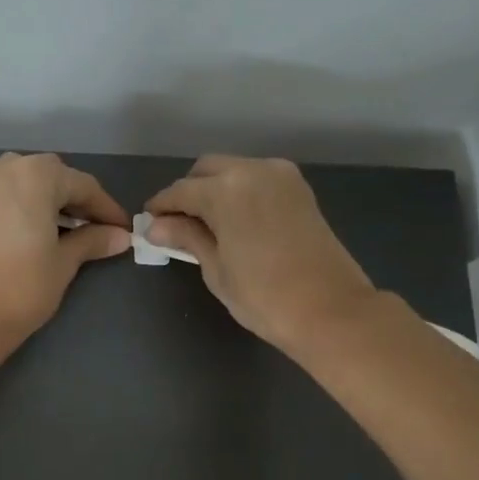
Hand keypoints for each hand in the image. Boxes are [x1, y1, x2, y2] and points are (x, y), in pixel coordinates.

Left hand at [0, 153, 130, 342]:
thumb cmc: (24, 286)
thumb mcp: (64, 262)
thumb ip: (92, 241)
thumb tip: (120, 236)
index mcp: (37, 174)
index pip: (83, 186)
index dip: (106, 209)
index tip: (123, 229)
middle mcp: (8, 167)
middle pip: (53, 177)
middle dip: (76, 201)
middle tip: (97, 229)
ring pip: (27, 181)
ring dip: (49, 199)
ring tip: (66, 228)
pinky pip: (4, 192)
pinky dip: (24, 203)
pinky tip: (35, 226)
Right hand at [145, 156, 380, 353]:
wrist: (329, 309)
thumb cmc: (262, 296)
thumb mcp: (216, 269)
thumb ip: (187, 238)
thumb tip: (157, 226)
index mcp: (227, 190)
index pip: (181, 191)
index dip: (161, 207)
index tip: (149, 223)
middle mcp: (254, 171)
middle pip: (207, 170)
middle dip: (188, 192)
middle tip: (177, 225)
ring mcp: (282, 177)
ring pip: (234, 171)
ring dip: (214, 190)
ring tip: (205, 225)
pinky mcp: (299, 190)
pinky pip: (257, 180)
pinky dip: (240, 193)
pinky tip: (234, 222)